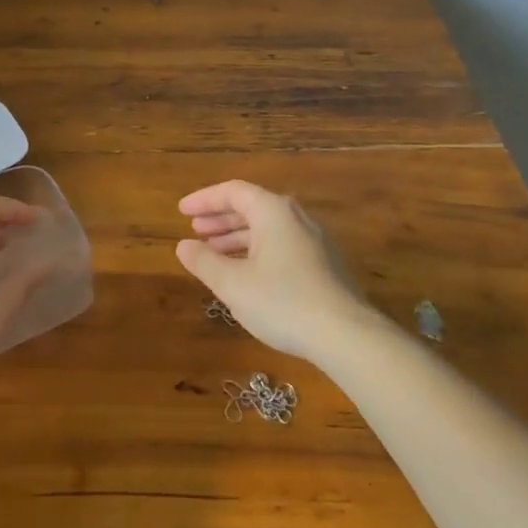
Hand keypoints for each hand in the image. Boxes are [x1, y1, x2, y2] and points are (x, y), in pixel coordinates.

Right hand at [176, 180, 388, 363]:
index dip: (204, 199)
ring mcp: (314, 241)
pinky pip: (281, 245)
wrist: (346, 335)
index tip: (182, 211)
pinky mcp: (324, 264)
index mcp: (273, 211)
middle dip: (220, 219)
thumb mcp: (233, 284)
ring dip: (237, 237)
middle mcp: (296, 217)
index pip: (233, 191)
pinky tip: (245, 274)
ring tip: (213, 254)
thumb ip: (204, 261)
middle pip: (252, 207)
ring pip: (267, 229)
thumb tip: (183, 245)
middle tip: (195, 231)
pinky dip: (256, 251)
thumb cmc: (282, 301)